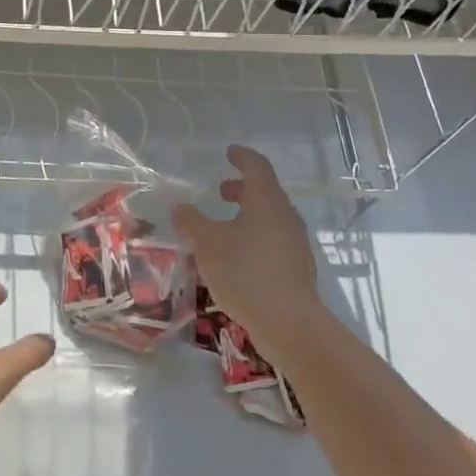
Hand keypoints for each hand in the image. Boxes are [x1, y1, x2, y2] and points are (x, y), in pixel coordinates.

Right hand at [171, 146, 318, 350]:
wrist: (288, 322)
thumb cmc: (245, 272)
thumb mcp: (208, 244)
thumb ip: (191, 222)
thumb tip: (180, 207)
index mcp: (267, 202)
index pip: (257, 167)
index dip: (242, 157)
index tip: (229, 152)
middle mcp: (286, 217)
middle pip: (265, 193)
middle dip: (241, 190)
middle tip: (220, 192)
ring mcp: (295, 244)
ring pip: (269, 219)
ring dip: (246, 216)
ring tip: (222, 228)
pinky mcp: (295, 268)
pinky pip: (272, 241)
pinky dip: (253, 237)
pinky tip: (235, 258)